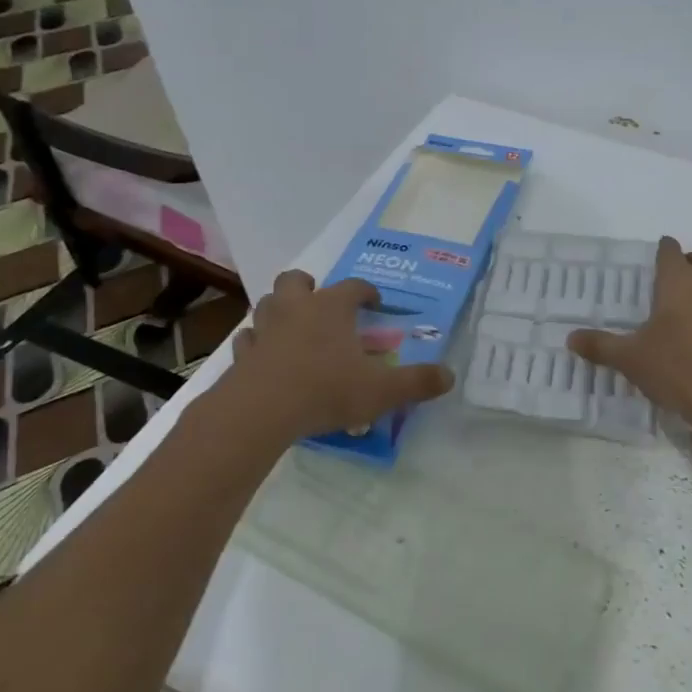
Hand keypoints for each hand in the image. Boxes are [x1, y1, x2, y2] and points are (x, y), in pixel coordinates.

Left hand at [217, 271, 454, 441]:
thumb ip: (417, 382)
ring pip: (267, 304)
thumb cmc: (326, 390)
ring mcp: (265, 330)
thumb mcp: (382, 390)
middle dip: (309, 286)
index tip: (376, 303)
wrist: (260, 411)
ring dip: (280, 310)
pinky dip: (257, 343)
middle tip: (323, 305)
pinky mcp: (242, 355)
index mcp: (331, 308)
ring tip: (295, 329)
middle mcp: (296, 309)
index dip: (367, 292)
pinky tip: (266, 357)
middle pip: (296, 280)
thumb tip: (449, 376)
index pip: (354, 287)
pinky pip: (248, 340)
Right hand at [566, 237, 691, 435]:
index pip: (672, 250)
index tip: (650, 259)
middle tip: (666, 278)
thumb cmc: (676, 366)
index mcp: (678, 282)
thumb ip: (600, 345)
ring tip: (679, 301)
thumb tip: (571, 338)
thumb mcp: (630, 357)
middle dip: (688, 261)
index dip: (662, 250)